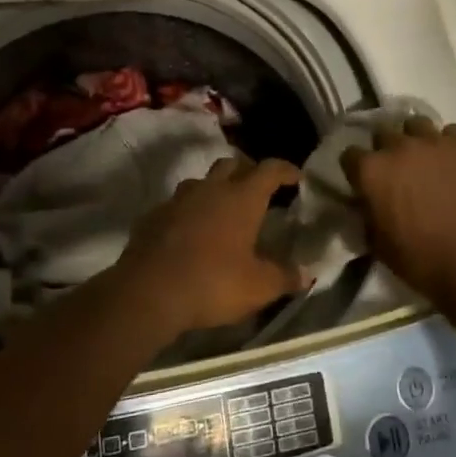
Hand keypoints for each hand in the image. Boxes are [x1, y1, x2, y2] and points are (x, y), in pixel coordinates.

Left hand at [116, 156, 303, 335]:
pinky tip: (191, 232)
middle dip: (247, 171)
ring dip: (215, 189)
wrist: (148, 292)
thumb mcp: (258, 287)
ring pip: (201, 181)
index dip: (285, 170)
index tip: (296, 176)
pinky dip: (189, 212)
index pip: (269, 169)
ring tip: (223, 209)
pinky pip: (177, 205)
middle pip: (232, 164)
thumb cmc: (213, 283)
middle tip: (258, 189)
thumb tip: (307, 274)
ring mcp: (178, 200)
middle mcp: (211, 189)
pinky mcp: (153, 216)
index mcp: (242, 198)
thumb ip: (284, 277)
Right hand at [342, 118, 455, 303]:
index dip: (355, 169)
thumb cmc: (421, 261)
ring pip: (415, 124)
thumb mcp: (378, 244)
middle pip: (382, 134)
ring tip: (422, 160)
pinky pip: (450, 132)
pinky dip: (447, 143)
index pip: (349, 155)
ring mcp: (433, 142)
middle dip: (384, 150)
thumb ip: (367, 214)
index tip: (362, 182)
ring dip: (414, 139)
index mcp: (371, 171)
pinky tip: (450, 161)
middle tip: (394, 172)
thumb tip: (366, 202)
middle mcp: (398, 147)